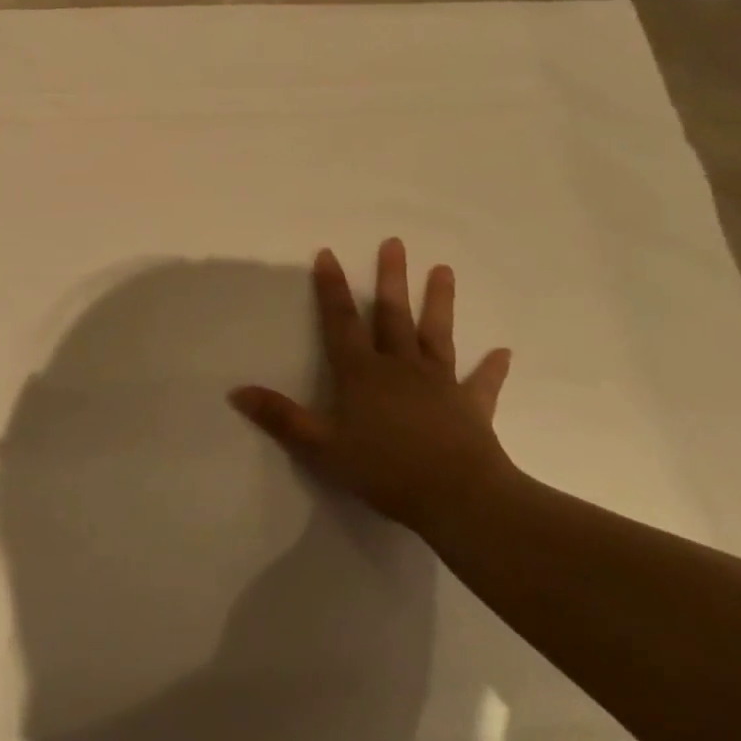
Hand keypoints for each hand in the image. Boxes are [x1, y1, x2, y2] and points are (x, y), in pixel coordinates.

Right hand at [230, 241, 515, 531]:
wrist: (458, 497)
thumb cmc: (384, 470)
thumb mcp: (321, 447)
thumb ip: (280, 417)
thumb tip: (236, 391)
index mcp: (363, 374)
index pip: (342, 322)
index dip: (332, 289)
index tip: (329, 254)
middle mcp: (400, 368)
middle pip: (393, 316)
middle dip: (391, 279)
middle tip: (395, 243)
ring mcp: (440, 384)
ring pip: (436, 335)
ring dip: (439, 302)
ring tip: (444, 270)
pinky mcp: (471, 407)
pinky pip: (482, 383)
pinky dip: (492, 368)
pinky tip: (503, 352)